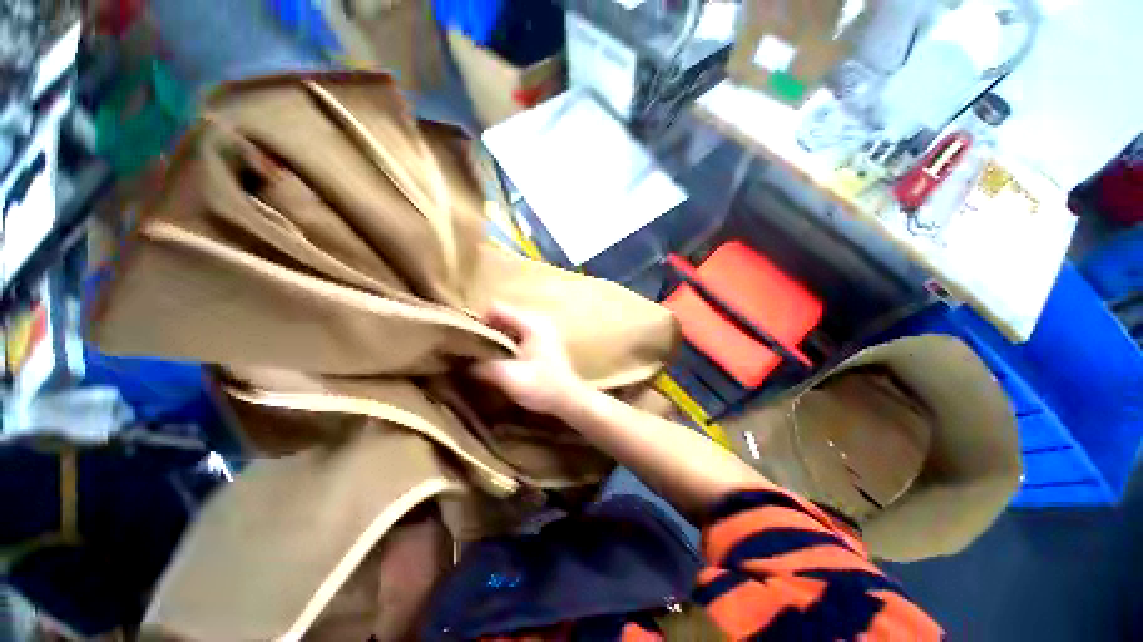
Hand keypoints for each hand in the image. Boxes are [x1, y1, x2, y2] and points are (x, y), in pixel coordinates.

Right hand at [470, 303, 586, 415]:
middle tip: (473, 350)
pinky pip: (518, 335)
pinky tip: (501, 360)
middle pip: (503, 316)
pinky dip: (507, 343)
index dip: (478, 321)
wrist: (569, 401)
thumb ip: (485, 367)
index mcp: (532, 323)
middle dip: (487, 331)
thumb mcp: (510, 378)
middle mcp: (538, 321)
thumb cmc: (543, 387)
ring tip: (484, 356)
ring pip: (510, 326)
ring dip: (496, 339)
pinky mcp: (544, 341)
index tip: (467, 340)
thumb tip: (464, 363)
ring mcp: (543, 330)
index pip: (497, 308)